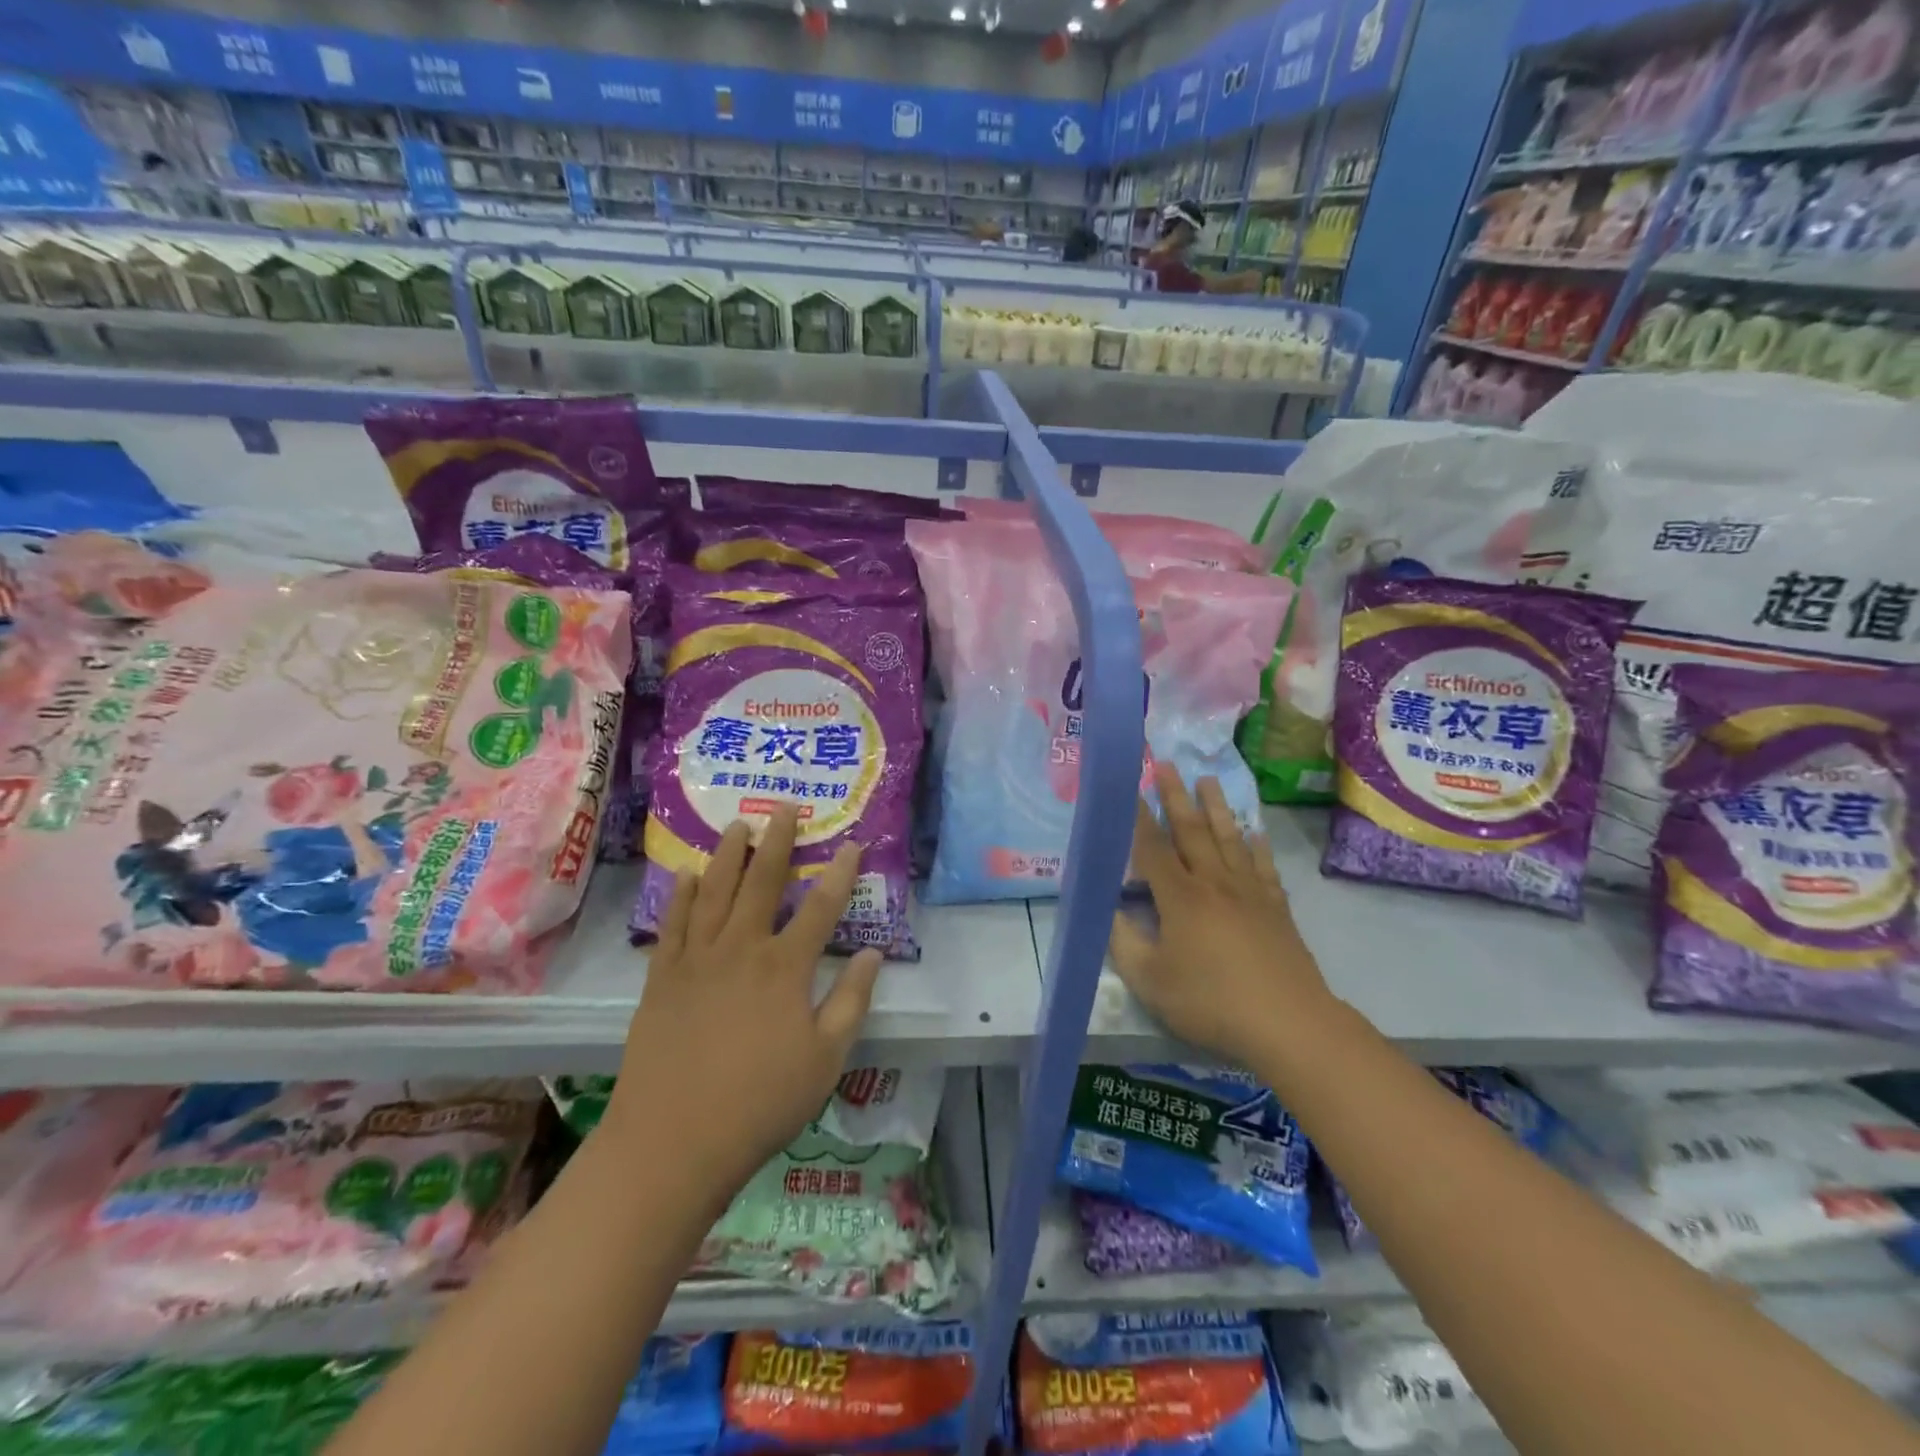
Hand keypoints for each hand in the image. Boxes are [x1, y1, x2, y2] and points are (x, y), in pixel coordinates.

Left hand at [606, 806, 881, 1199]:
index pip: (820, 907)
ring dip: (728, 855)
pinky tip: (687, 875)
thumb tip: (873, 954)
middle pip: (762, 883)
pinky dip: (681, 896)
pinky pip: (673, 925)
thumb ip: (851, 1000)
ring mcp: (696, 961)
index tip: (852, 844)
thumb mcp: (826, 1058)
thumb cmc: (761, 1103)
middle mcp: (740, 949)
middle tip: (783, 807)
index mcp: (784, 968)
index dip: (840, 874)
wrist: (674, 1143)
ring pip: (714, 892)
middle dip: (777, 841)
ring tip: (737, 826)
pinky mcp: (662, 979)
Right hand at [1109, 765, 1332, 1071]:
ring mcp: (1250, 893)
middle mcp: (1214, 883)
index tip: (1131, 790)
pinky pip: (1264, 867)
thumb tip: (1112, 911)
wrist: (1288, 1023)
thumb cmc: (1211, 1001)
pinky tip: (1255, 832)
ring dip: (1216, 808)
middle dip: (1176, 797)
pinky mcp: (1276, 908)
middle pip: (1192, 831)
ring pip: (1229, 839)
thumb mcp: (1150, 981)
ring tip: (1208, 781)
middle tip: (1167, 765)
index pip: (1153, 849)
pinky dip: (1258, 846)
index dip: (1139, 819)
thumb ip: (1124, 942)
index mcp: (1180, 897)